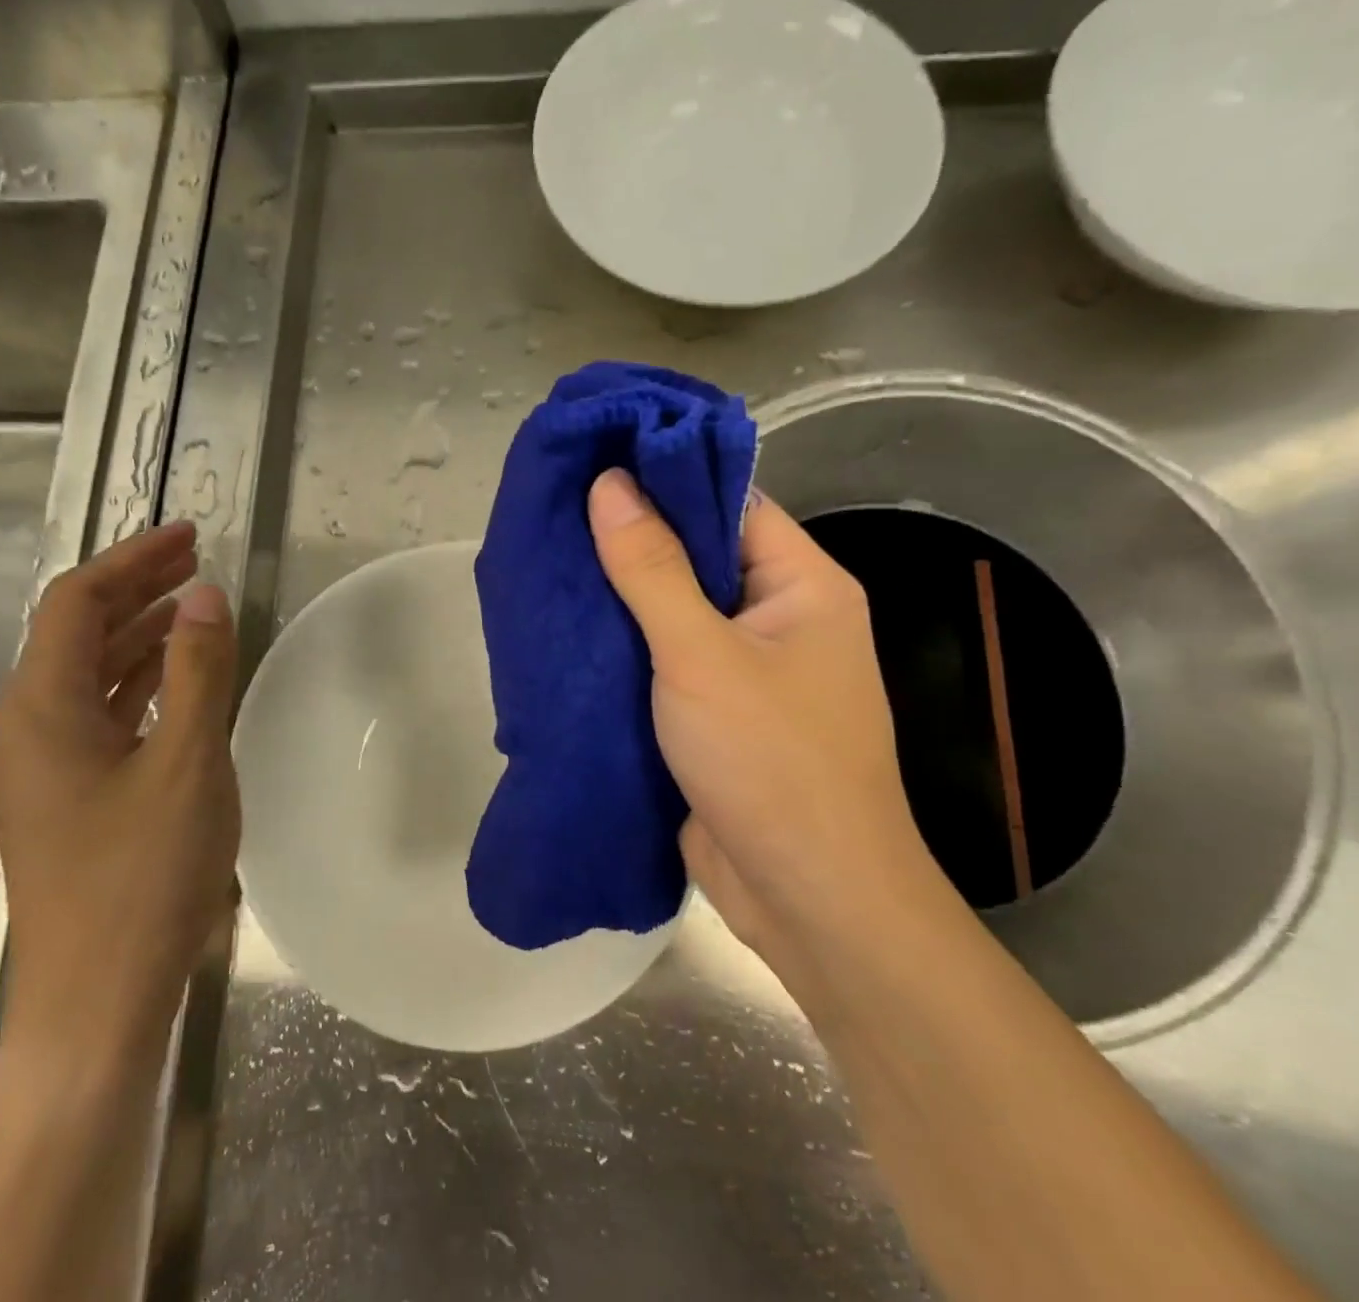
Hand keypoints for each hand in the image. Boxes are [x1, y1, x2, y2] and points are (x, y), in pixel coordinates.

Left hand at [0, 521, 239, 1052]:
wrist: (97, 1004)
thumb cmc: (142, 879)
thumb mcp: (187, 762)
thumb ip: (198, 671)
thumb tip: (205, 594)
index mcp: (42, 707)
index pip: (77, 601)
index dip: (132, 560)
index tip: (190, 537)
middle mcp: (30, 727)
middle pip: (77, 631)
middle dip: (136, 588)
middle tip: (197, 562)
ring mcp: (47, 766)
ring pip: (90, 673)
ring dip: (140, 633)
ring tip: (195, 609)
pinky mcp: (70, 798)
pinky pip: (102, 714)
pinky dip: (141, 682)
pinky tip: (180, 681)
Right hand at [586, 470, 941, 955]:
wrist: (808, 898)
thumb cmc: (770, 761)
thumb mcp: (700, 655)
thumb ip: (651, 568)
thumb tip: (610, 483)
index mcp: (803, 585)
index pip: (730, 503)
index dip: (665, 477)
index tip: (594, 461)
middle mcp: (780, 618)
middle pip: (700, 556)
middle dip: (631, 539)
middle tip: (556, 513)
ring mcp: (747, 669)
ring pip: (676, 611)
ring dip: (621, 596)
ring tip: (550, 562)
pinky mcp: (716, 713)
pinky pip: (666, 661)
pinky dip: (625, 647)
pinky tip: (570, 631)